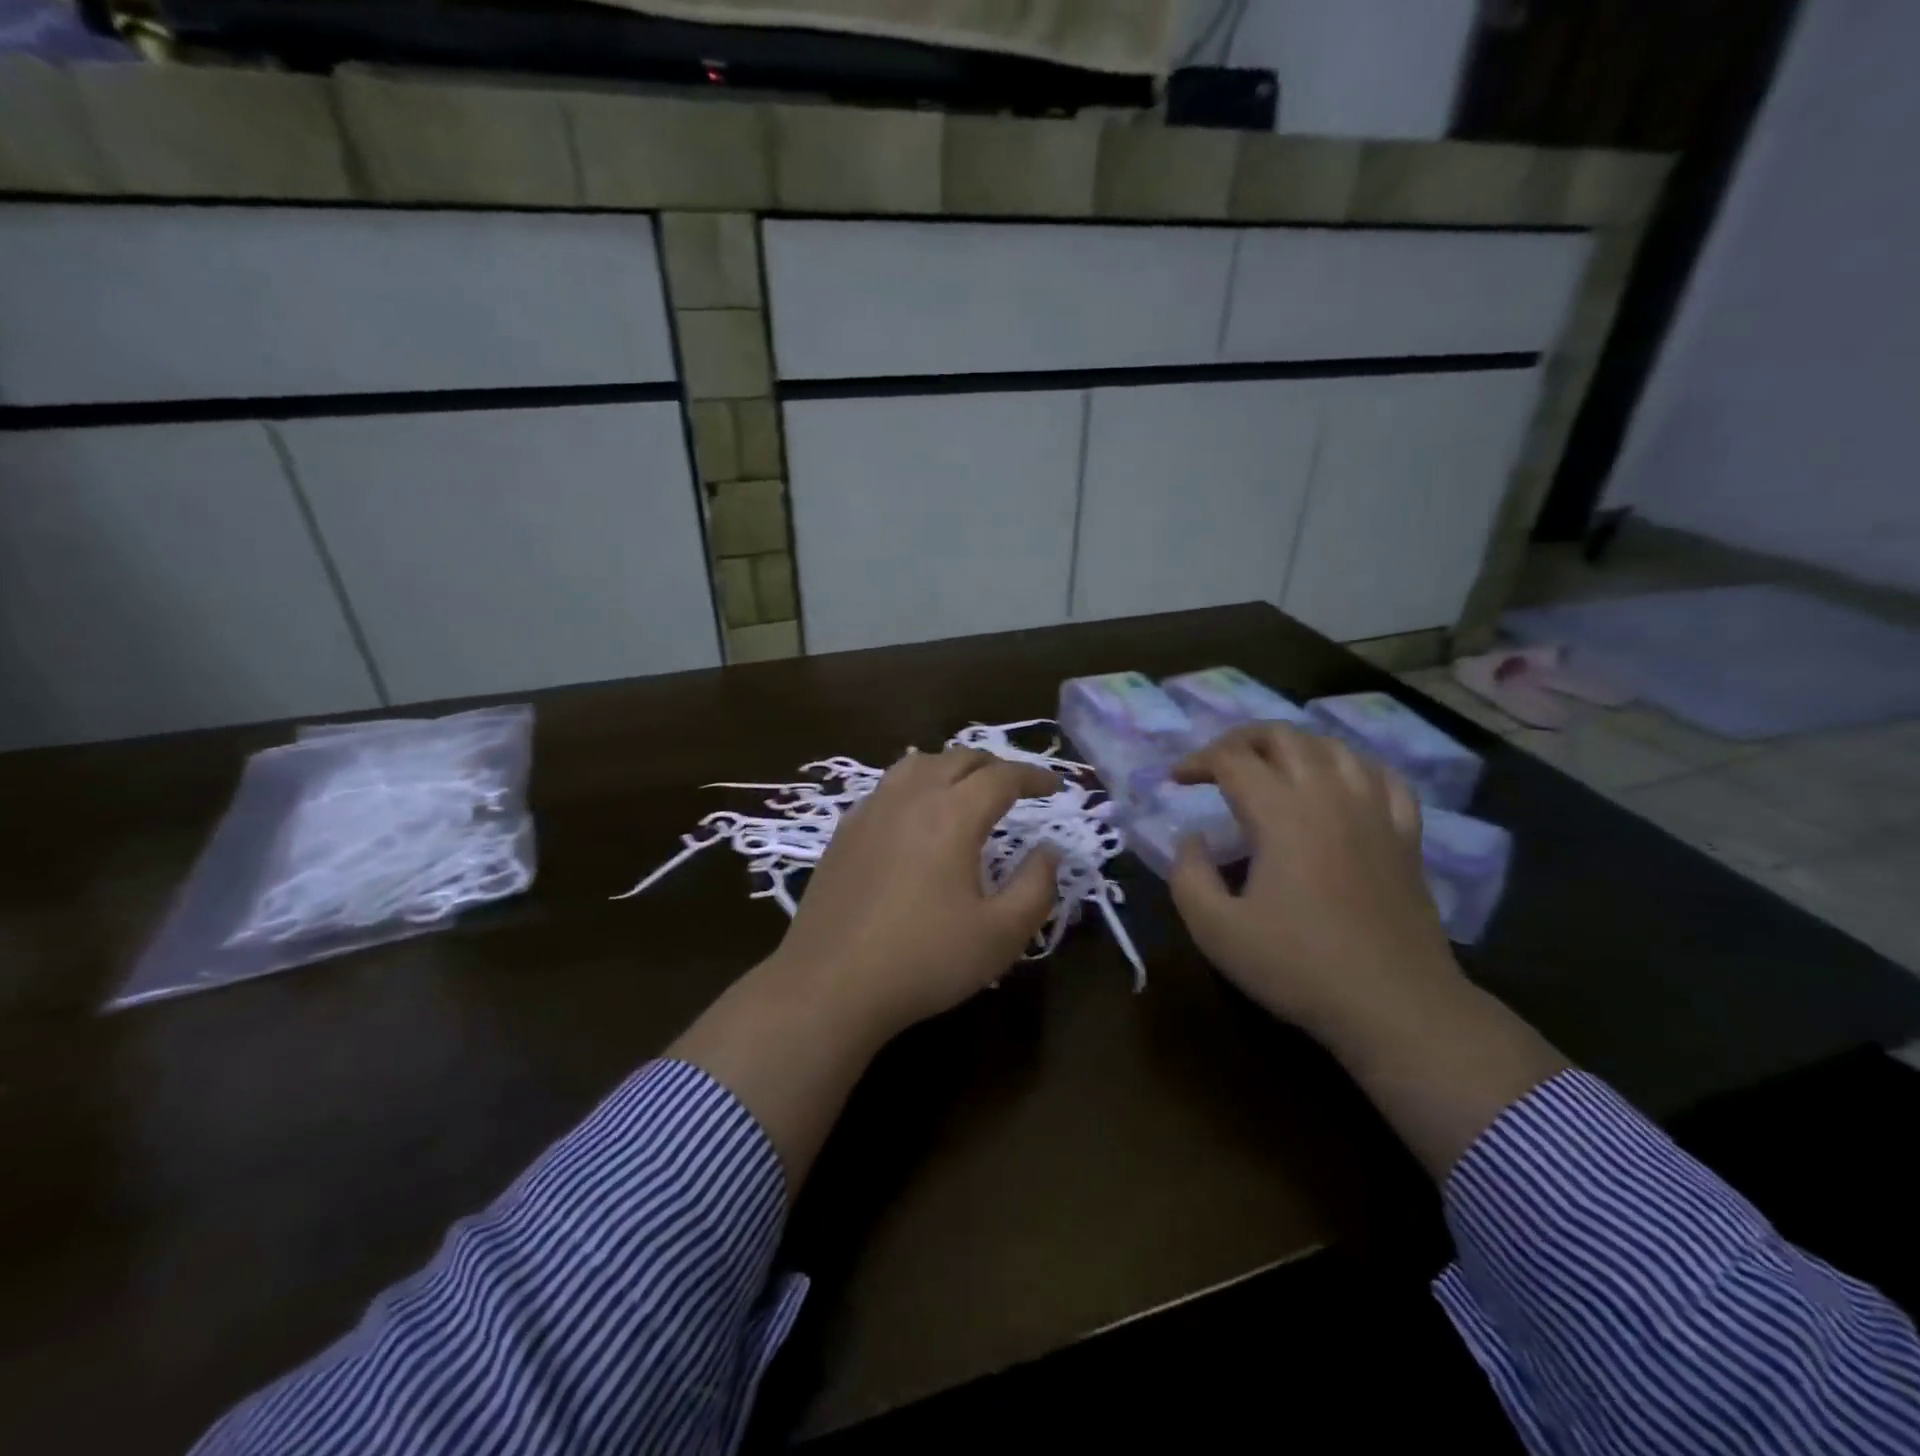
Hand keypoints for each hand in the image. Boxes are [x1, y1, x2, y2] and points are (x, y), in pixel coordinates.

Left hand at [763, 746, 1061, 1040]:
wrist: (831, 984)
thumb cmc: (925, 959)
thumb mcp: (1001, 934)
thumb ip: (1036, 887)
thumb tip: (1048, 850)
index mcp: (952, 814)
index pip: (1002, 777)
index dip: (1033, 776)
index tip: (1054, 786)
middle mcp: (910, 797)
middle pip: (958, 759)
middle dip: (994, 765)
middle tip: (1015, 786)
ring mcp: (871, 811)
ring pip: (917, 764)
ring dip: (951, 767)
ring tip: (966, 789)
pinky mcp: (844, 831)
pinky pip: (887, 787)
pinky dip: (915, 785)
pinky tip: (915, 815)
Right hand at [1167, 723, 1460, 1039]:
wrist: (1395, 1006)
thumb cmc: (1298, 966)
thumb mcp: (1216, 929)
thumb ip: (1188, 875)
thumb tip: (1192, 840)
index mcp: (1280, 813)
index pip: (1231, 759)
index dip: (1197, 760)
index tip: (1176, 780)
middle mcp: (1329, 796)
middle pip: (1283, 737)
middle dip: (1240, 739)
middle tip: (1217, 762)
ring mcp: (1375, 811)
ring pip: (1333, 747)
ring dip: (1293, 745)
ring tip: (1271, 766)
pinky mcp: (1406, 835)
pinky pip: (1383, 777)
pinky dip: (1352, 766)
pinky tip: (1341, 782)